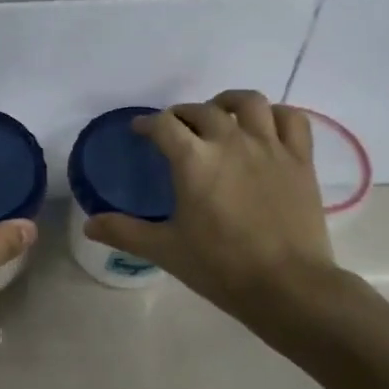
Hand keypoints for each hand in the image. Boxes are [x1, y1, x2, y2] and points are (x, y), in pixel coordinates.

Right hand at [82, 90, 342, 323]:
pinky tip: (266, 126)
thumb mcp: (165, 250)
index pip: (164, 124)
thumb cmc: (221, 267)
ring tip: (220, 114)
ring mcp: (270, 147)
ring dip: (228, 102)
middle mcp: (230, 142)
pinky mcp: (301, 160)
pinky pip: (291, 119)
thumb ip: (124, 232)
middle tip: (175, 130)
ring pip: (249, 103)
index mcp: (193, 160)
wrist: (287, 286)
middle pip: (202, 110)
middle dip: (182, 114)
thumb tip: (88, 224)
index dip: (148, 123)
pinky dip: (276, 115)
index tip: (141, 131)